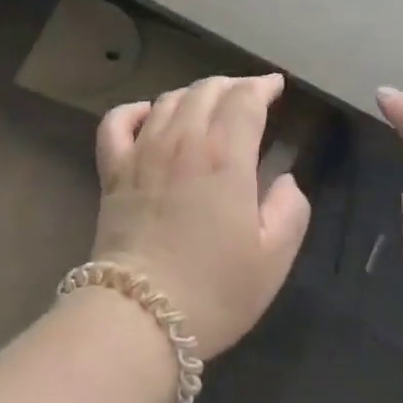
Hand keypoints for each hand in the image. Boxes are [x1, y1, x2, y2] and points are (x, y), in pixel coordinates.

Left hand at [94, 74, 311, 358]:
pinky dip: (135, 110)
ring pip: (168, 99)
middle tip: (248, 96)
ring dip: (193, 94)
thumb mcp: (273, 257)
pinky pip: (117, 122)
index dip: (263, 86)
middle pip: (207, 90)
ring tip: (208, 105)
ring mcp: (142, 151)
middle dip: (232, 85)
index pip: (245, 99)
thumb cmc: (214, 289)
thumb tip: (284, 180)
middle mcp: (183, 140)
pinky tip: (148, 115)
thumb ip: (290, 210)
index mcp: (226, 155)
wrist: (139, 317)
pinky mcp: (112, 170)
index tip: (276, 86)